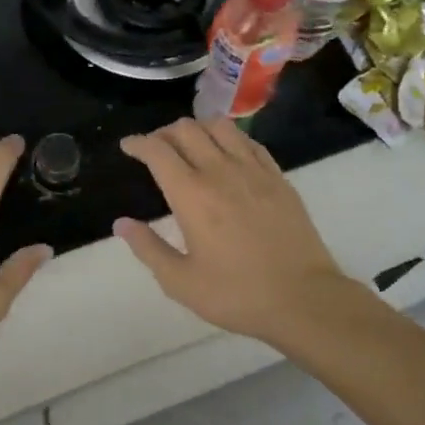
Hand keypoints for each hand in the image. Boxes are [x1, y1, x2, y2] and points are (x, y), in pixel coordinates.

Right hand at [114, 118, 359, 345]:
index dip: (138, 143)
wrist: (303, 298)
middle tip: (155, 149)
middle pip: (187, 130)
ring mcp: (254, 170)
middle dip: (164, 133)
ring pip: (220, 127)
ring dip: (198, 128)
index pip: (158, 151)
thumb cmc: (236, 294)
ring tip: (190, 145)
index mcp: (191, 194)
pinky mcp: (278, 177)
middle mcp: (220, 171)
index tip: (128, 146)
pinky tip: (227, 153)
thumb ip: (148, 248)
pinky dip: (230, 138)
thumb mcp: (181, 282)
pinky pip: (249, 142)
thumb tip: (121, 223)